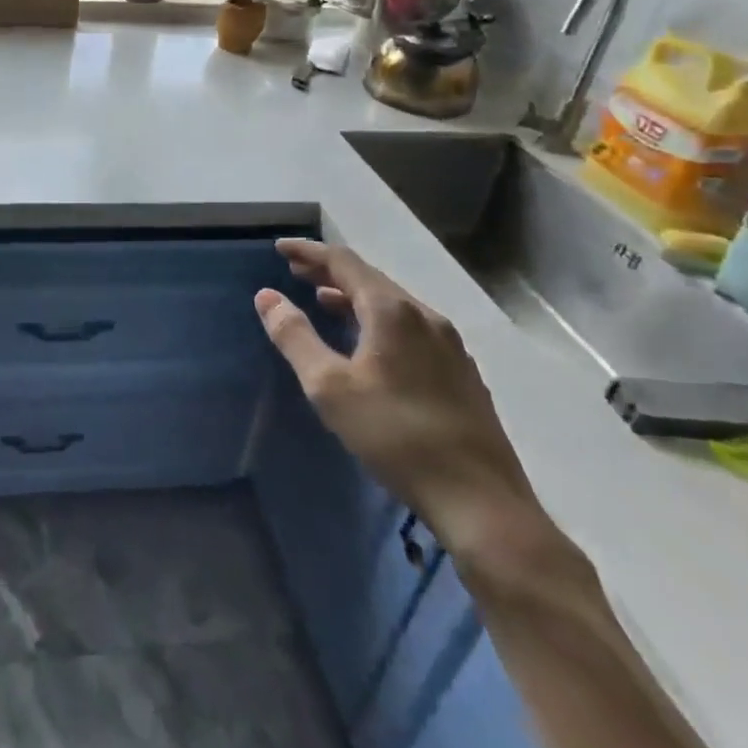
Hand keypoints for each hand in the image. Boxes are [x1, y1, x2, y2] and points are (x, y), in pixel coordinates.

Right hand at [255, 239, 537, 560]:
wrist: (480, 500)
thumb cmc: (394, 436)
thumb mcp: (329, 387)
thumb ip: (295, 336)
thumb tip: (267, 296)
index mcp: (392, 311)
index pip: (344, 263)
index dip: (309, 252)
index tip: (280, 248)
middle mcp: (425, 316)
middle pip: (370, 279)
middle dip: (330, 272)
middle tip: (296, 271)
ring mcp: (449, 344)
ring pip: (393, 304)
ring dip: (353, 296)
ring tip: (323, 301)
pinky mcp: (461, 372)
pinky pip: (410, 326)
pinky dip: (377, 319)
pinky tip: (368, 343)